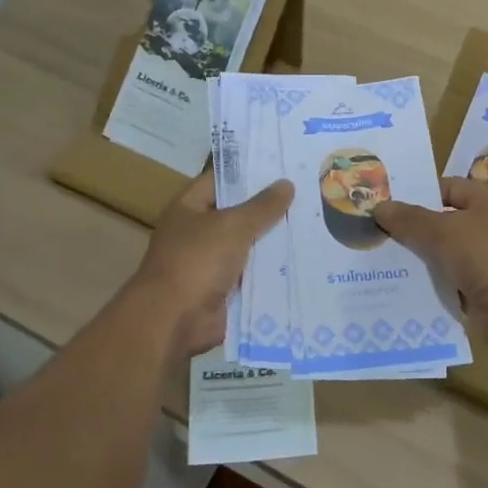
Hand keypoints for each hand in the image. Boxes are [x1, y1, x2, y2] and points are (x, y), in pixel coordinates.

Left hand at [133, 173, 292, 357]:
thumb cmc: (197, 261)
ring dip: (273, 241)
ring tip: (313, 224)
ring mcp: (210, 263)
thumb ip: (262, 206)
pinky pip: (252, 274)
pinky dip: (271, 271)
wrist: (174, 321)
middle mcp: (197, 232)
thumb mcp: (233, 226)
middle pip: (238, 214)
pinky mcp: (223, 290)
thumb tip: (286, 183)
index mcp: (189, 208)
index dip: (249, 172)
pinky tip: (303, 260)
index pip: (221, 180)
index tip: (283, 165)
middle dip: (269, 208)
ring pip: (248, 245)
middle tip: (308, 194)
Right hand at [371, 177, 487, 350]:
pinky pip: (451, 279)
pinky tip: (402, 284)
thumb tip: (378, 206)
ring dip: (421, 257)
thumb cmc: (487, 256)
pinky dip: (432, 281)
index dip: (419, 194)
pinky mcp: (485, 289)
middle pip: (446, 220)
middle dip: (415, 227)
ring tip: (381, 257)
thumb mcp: (443, 231)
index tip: (387, 204)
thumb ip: (409, 219)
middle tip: (377, 231)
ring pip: (446, 252)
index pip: (449, 188)